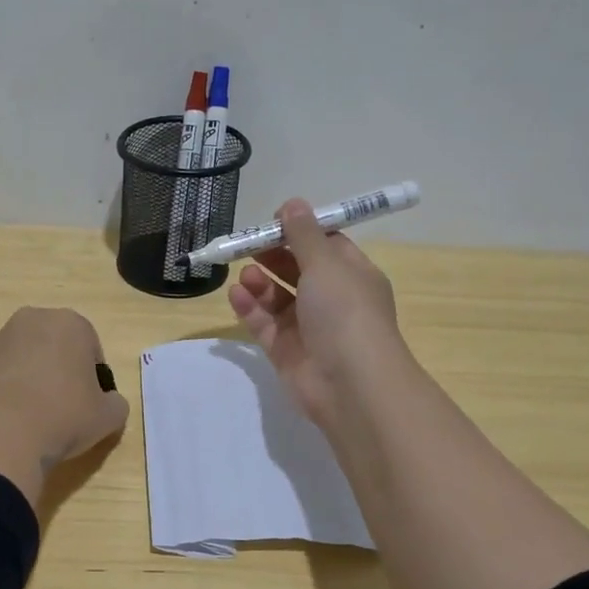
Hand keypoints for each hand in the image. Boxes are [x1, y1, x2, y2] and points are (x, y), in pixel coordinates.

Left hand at [0, 307, 129, 506]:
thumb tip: (108, 403)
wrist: (0, 433)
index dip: (93, 379)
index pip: (91, 349)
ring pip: (26, 358)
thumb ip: (115, 403)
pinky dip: (8, 390)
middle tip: (64, 408)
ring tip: (35, 417)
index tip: (89, 404)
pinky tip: (11, 419)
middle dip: (61, 371)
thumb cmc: (64, 416)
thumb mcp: (108, 416)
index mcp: (71, 323)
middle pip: (56, 346)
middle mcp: (33, 320)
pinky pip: (2, 374)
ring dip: (32, 379)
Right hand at [227, 198, 408, 429]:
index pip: (326, 245)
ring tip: (244, 274)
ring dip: (260, 281)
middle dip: (273, 254)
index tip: (274, 220)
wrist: (351, 385)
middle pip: (298, 269)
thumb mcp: (326, 264)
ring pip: (278, 297)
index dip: (300, 230)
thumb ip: (304, 234)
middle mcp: (332, 300)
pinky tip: (236, 294)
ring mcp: (309, 327)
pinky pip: (264, 323)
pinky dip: (250, 307)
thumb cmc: (345, 313)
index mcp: (353, 275)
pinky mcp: (287, 351)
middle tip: (247, 244)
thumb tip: (293, 203)